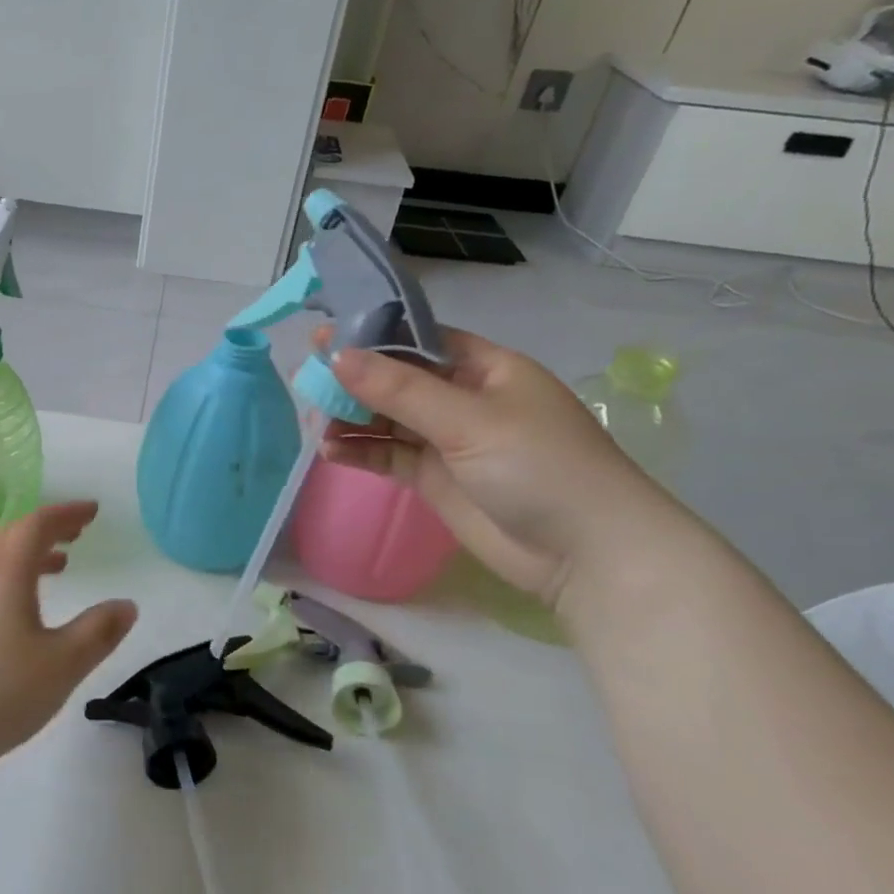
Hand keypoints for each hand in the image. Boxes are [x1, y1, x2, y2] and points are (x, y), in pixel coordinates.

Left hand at [0, 502, 137, 772]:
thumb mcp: (62, 665)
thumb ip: (98, 632)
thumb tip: (127, 605)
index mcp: (6, 574)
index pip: (37, 524)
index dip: (66, 513)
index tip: (93, 511)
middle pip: (14, 535)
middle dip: (49, 527)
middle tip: (79, 531)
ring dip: (31, 552)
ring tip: (61, 564)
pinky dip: (15, 576)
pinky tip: (25, 608)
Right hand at [320, 329, 682, 604]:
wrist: (587, 556)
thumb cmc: (540, 467)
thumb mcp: (468, 420)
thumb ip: (398, 389)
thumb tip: (336, 355)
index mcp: (486, 369)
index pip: (420, 340)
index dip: (372, 336)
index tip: (324, 337)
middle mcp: (464, 399)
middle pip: (396, 379)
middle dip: (353, 379)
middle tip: (306, 379)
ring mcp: (448, 440)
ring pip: (386, 418)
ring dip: (350, 418)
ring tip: (314, 422)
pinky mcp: (435, 478)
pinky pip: (388, 455)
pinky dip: (359, 451)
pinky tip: (330, 451)